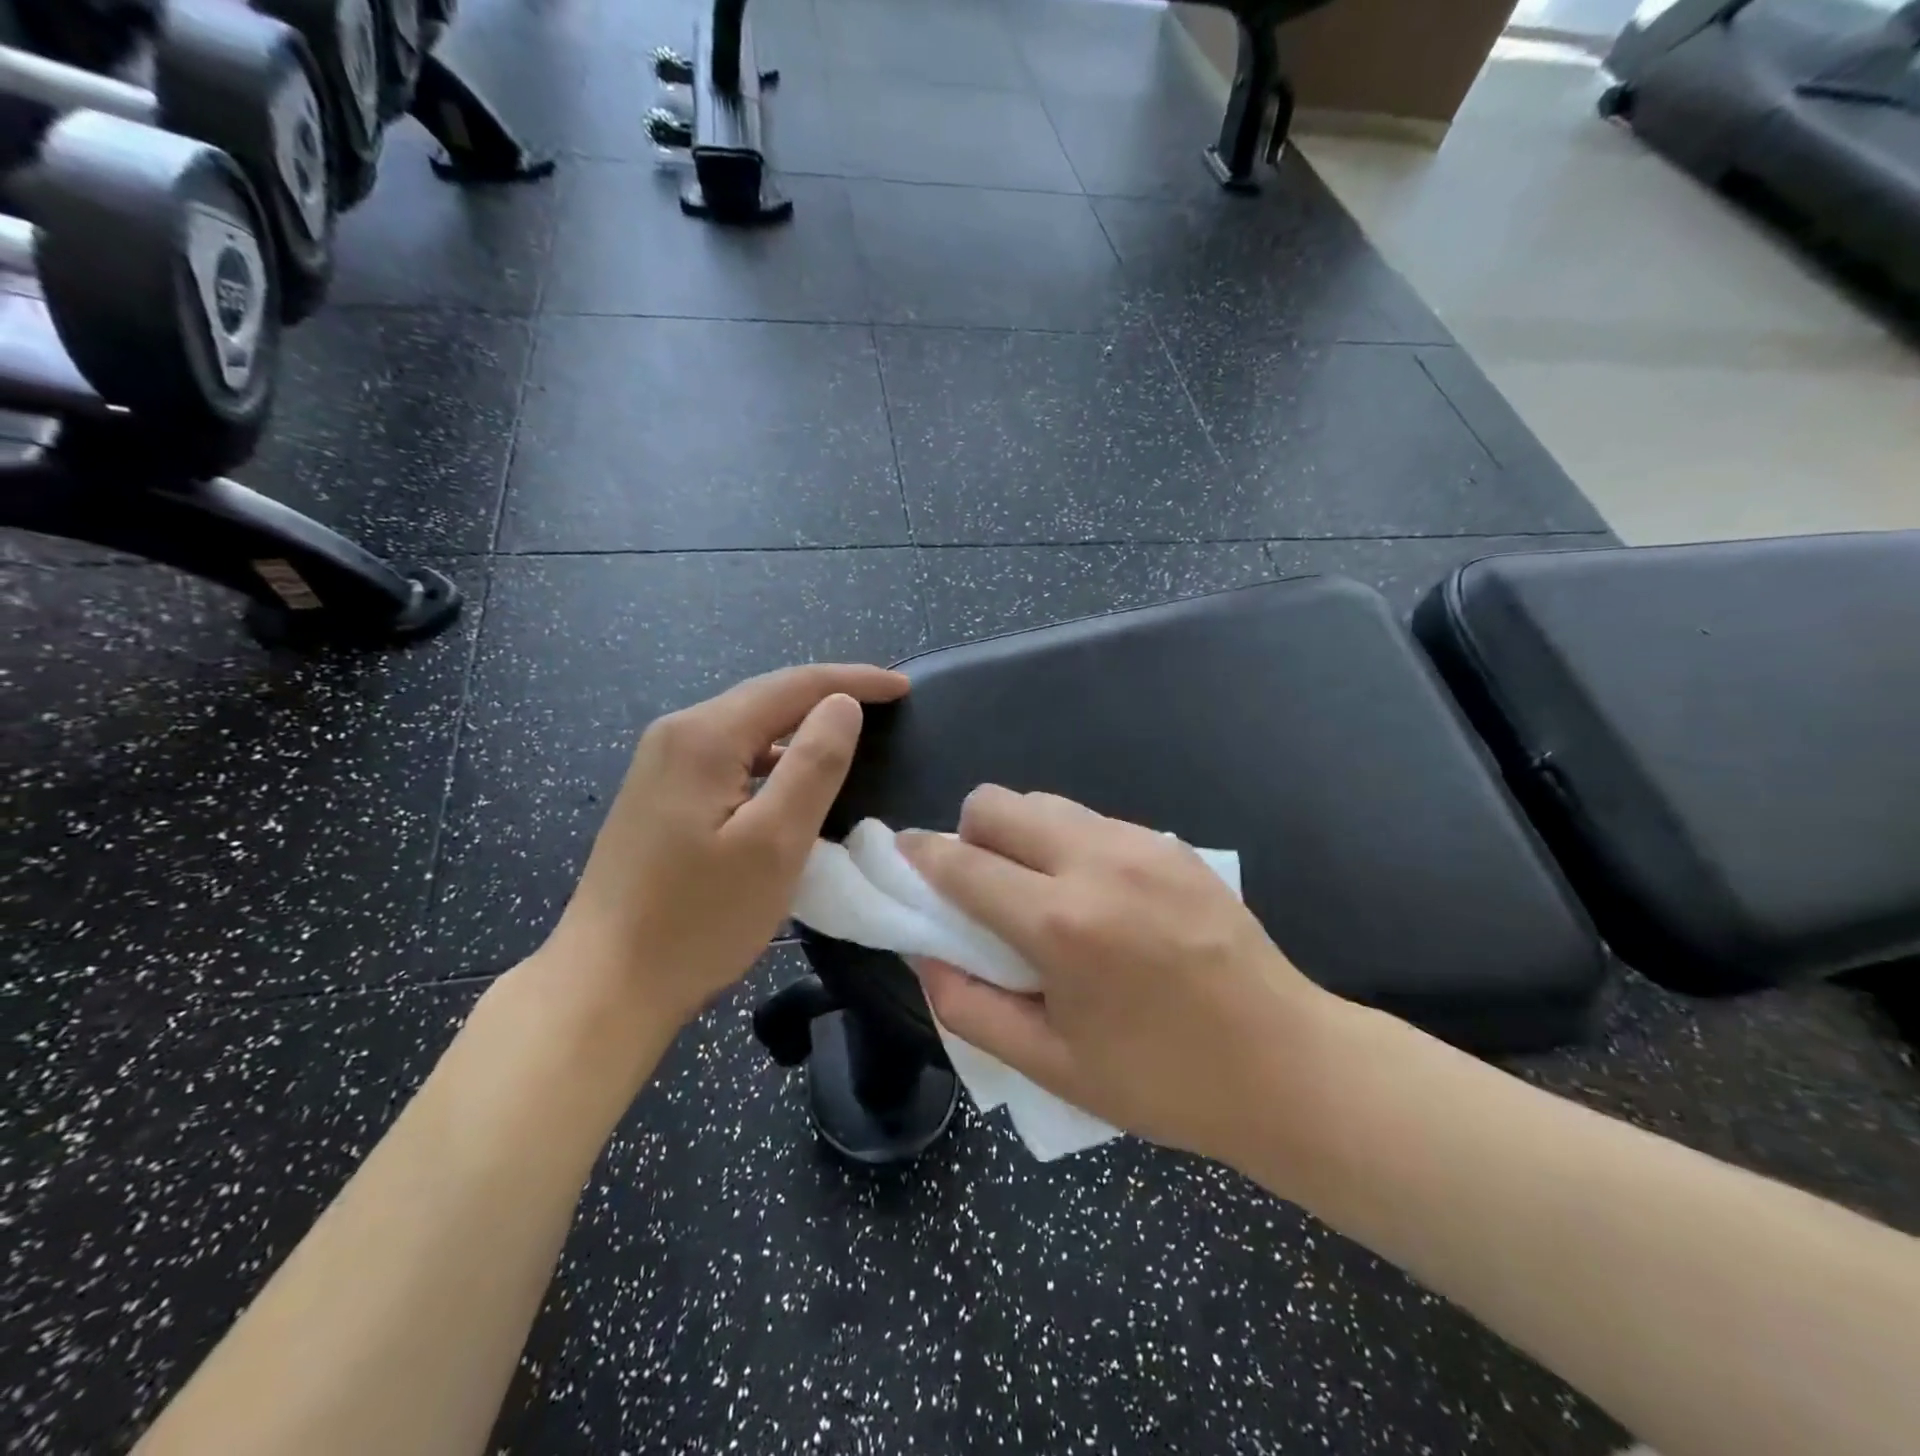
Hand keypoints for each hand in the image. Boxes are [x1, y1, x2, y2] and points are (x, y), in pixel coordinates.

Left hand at [547, 664, 909, 1032]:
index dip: (854, 681)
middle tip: (886, 704)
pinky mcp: (659, 796)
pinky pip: (730, 757)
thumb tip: (843, 703)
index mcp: (705, 736)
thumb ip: (814, 764)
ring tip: (849, 736)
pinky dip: (772, 757)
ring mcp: (662, 765)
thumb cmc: (698, 919)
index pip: (794, 685)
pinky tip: (791, 781)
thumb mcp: (775, 843)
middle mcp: (678, 735)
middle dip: (829, 695)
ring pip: (748, 728)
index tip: (903, 687)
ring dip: (800, 726)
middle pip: (767, 698)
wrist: (605, 986)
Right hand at [900, 786, 1343, 1167]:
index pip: (961, 862)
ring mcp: (1141, 844)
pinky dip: (1068, 843)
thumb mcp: (1050, 1065)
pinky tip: (1095, 896)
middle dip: (970, 834)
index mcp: (1060, 924)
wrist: (1285, 1065)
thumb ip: (969, 1007)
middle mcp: (1096, 863)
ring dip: (1020, 835)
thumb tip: (923, 954)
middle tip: (980, 885)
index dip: (920, 855)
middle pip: (998, 802)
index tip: (904, 856)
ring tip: (1039, 891)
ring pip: (1045, 803)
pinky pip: (1092, 820)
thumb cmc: (1161, 1081)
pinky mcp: (1173, 844)